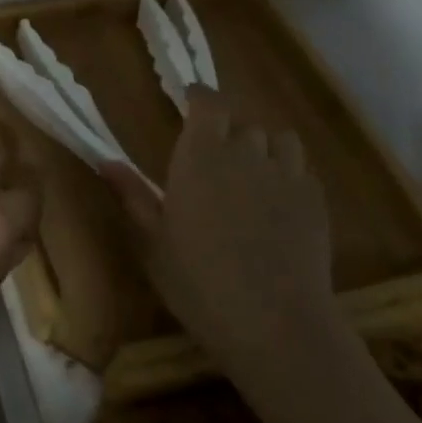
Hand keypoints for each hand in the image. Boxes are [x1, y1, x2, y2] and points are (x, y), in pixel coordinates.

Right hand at [105, 87, 339, 377]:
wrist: (276, 325)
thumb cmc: (199, 282)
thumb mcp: (153, 242)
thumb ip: (133, 195)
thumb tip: (105, 161)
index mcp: (200, 156)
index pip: (208, 103)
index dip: (200, 98)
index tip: (189, 101)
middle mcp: (246, 154)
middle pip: (242, 122)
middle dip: (228, 129)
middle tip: (214, 155)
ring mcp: (287, 177)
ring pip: (280, 139)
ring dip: (264, 146)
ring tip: (252, 170)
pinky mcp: (316, 202)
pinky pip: (302, 171)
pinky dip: (289, 174)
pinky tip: (278, 202)